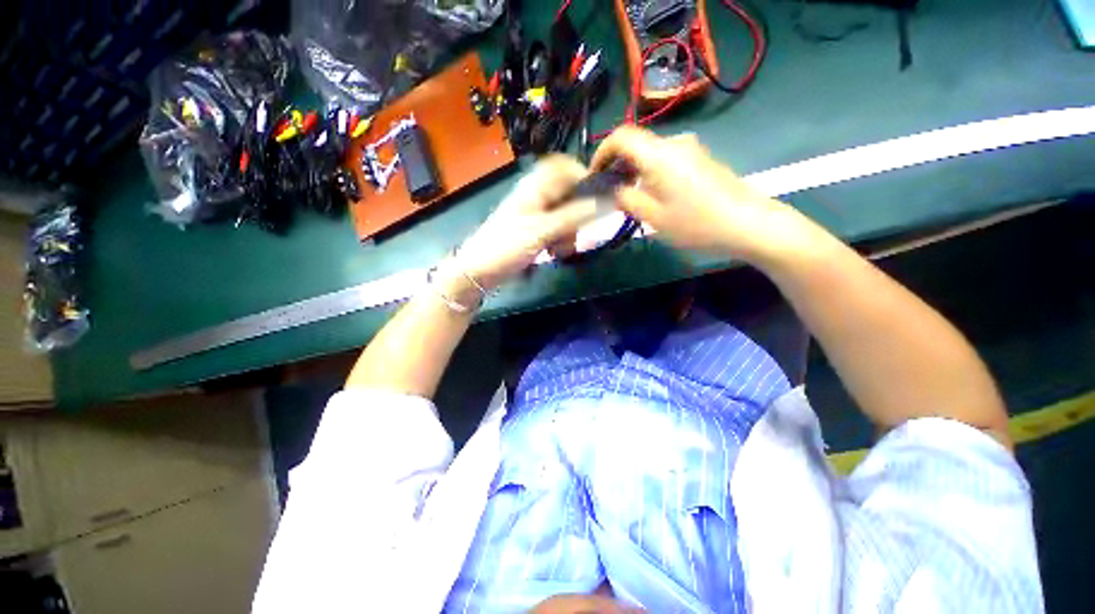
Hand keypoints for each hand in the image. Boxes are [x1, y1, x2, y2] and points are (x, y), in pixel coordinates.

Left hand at [450, 155, 596, 292]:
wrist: (479, 271)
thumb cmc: (506, 246)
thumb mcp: (542, 231)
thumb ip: (574, 216)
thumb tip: (607, 202)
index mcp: (535, 187)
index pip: (564, 167)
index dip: (583, 177)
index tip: (598, 199)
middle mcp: (536, 196)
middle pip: (568, 194)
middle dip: (578, 214)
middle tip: (578, 232)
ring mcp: (535, 214)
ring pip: (565, 215)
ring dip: (569, 232)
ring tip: (561, 249)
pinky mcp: (535, 231)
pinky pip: (557, 230)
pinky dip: (560, 240)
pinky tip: (554, 253)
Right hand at [592, 126, 818, 264]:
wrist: (749, 223)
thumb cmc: (696, 223)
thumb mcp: (653, 217)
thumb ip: (626, 199)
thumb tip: (613, 190)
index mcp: (659, 154)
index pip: (620, 137)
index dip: (601, 153)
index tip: (594, 176)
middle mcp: (674, 143)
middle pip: (635, 143)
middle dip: (616, 164)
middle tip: (608, 192)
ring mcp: (690, 148)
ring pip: (650, 152)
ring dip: (633, 169)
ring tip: (628, 196)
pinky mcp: (700, 158)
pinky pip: (665, 158)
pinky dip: (650, 171)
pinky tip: (652, 194)